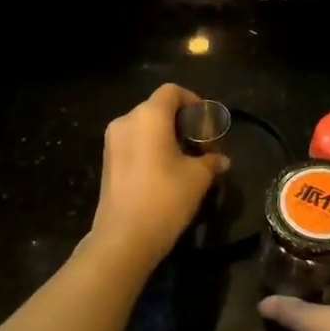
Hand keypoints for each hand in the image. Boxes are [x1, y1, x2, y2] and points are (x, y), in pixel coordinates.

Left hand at [90, 83, 228, 268]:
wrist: (123, 239)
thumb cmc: (165, 198)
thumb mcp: (198, 178)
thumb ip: (211, 161)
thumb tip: (222, 160)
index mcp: (149, 116)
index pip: (172, 92)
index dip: (193, 101)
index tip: (208, 124)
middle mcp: (127, 121)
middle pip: (158, 108)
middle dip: (183, 122)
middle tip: (202, 145)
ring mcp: (112, 142)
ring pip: (145, 126)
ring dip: (167, 136)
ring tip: (187, 160)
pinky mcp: (107, 162)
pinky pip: (134, 143)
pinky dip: (152, 148)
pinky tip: (167, 171)